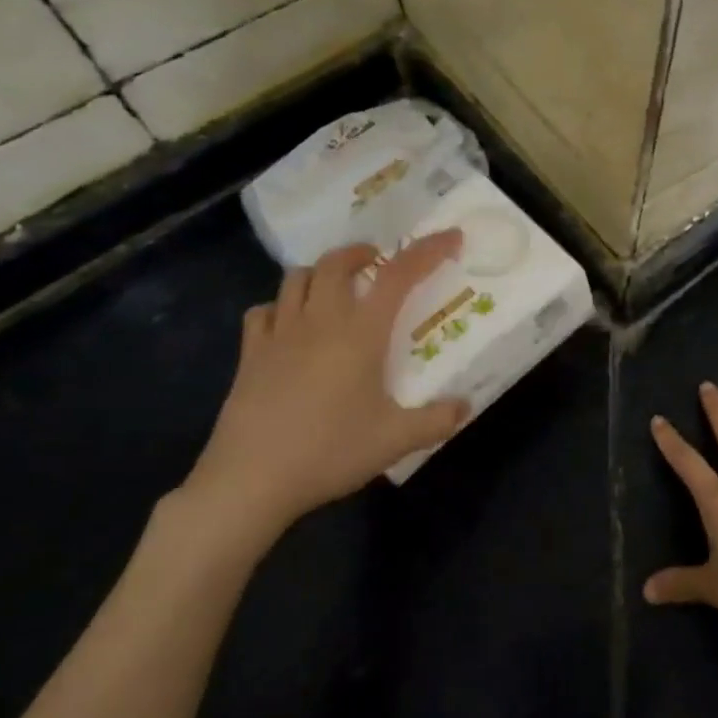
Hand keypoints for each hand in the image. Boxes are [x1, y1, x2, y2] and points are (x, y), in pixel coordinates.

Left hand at [181, 233, 471, 552]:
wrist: (251, 479)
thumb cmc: (329, 452)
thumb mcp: (395, 440)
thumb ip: (437, 420)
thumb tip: (466, 406)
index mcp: (360, 332)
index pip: (399, 274)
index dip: (427, 250)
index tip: (450, 238)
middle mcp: (320, 321)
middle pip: (336, 262)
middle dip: (361, 253)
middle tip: (378, 264)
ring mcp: (279, 334)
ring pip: (297, 278)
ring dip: (321, 273)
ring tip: (336, 289)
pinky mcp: (251, 354)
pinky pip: (264, 311)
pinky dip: (281, 307)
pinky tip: (289, 325)